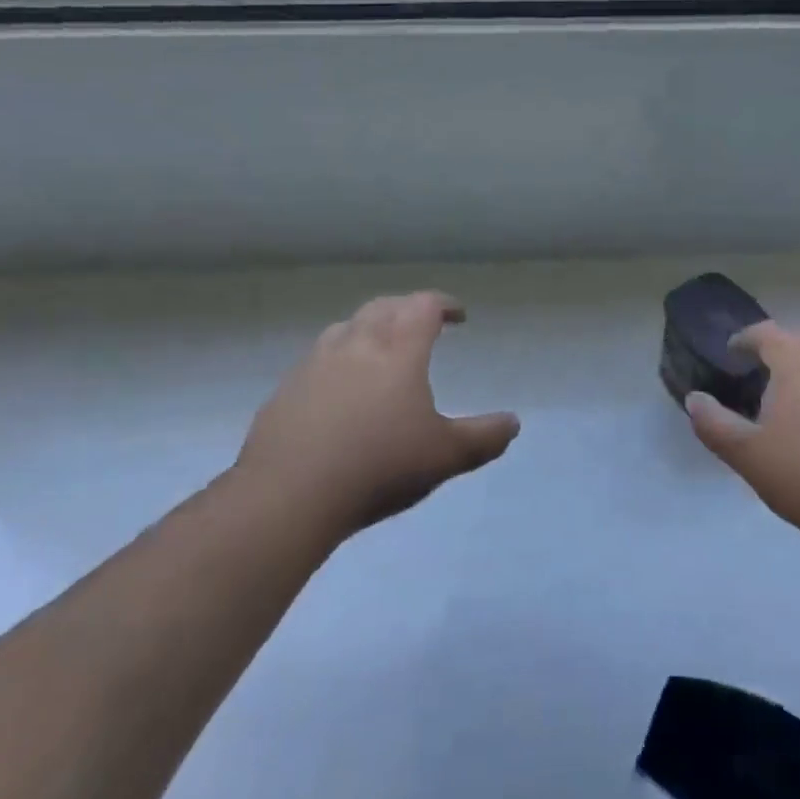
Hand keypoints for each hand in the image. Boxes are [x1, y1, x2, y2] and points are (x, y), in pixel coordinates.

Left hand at [234, 291, 519, 540]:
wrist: (289, 495)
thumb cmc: (378, 466)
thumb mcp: (445, 457)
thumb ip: (484, 438)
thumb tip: (513, 423)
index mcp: (398, 349)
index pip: (424, 306)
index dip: (444, 304)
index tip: (458, 316)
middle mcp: (357, 343)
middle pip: (384, 307)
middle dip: (407, 308)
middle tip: (421, 323)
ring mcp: (316, 363)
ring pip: (346, 327)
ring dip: (369, 327)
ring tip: (379, 347)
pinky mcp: (286, 389)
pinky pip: (317, 358)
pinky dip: (337, 358)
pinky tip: (337, 388)